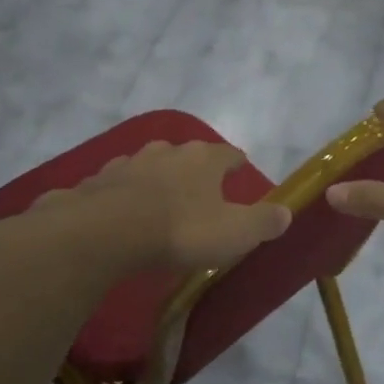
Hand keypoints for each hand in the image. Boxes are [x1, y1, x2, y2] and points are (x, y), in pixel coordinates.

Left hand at [55, 141, 290, 270]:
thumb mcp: (236, 232)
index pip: (229, 154)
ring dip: (157, 180)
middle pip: (187, 155)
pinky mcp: (97, 181)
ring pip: (150, 166)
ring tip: (161, 203)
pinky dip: (124, 195)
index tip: (239, 170)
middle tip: (200, 192)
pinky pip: (117, 185)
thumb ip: (264, 221)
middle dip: (194, 170)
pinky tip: (123, 213)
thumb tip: (286, 212)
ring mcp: (129, 163)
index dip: (236, 163)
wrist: (105, 232)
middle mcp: (167, 152)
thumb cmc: (181, 229)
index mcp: (204, 159)